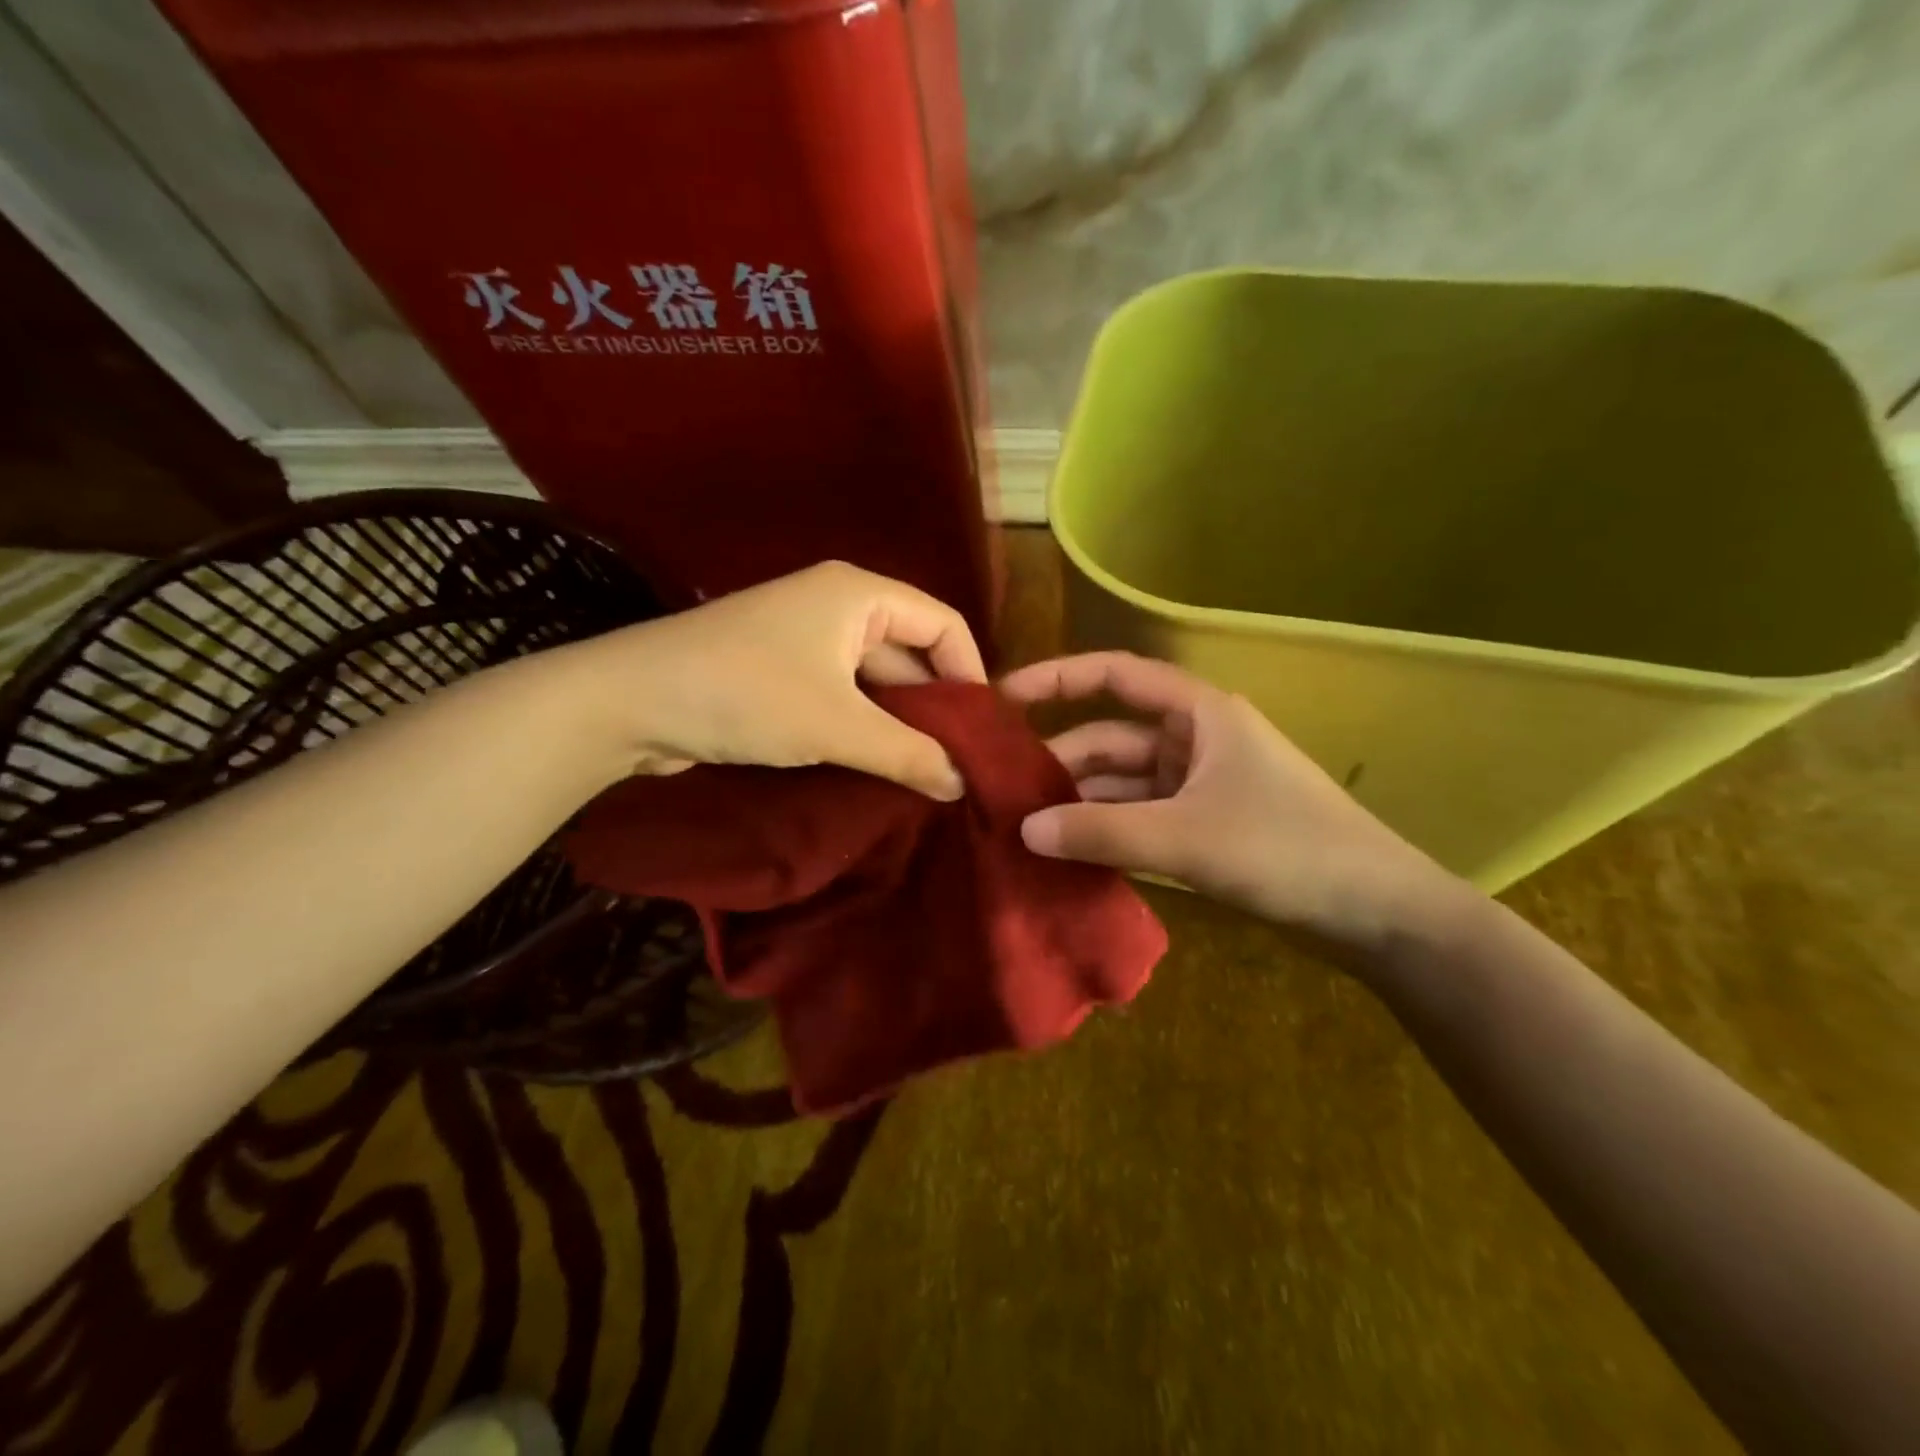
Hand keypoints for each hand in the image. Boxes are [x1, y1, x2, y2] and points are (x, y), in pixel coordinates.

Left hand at [568, 561, 984, 799]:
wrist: (629, 702)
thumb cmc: (746, 695)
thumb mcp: (837, 726)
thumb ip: (908, 754)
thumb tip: (961, 784)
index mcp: (859, 595)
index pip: (942, 623)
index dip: (970, 673)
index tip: (981, 730)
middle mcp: (837, 606)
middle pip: (909, 652)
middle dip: (933, 706)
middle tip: (958, 763)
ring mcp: (804, 638)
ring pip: (873, 679)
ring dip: (897, 722)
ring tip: (925, 773)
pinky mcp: (779, 670)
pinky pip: (840, 693)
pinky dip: (861, 725)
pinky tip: (877, 765)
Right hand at [1001, 652, 1470, 959]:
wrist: (1378, 914)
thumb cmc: (1287, 851)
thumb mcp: (1185, 838)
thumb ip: (1101, 833)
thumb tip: (1024, 830)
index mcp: (1199, 714)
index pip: (1116, 676)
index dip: (1057, 679)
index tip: (1002, 698)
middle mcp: (1195, 740)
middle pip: (1111, 737)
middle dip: (1059, 761)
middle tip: (999, 791)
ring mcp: (1199, 785)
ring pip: (1122, 783)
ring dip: (1079, 803)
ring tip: (1022, 829)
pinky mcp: (1204, 826)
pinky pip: (1140, 818)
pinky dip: (1106, 832)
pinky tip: (1068, 854)